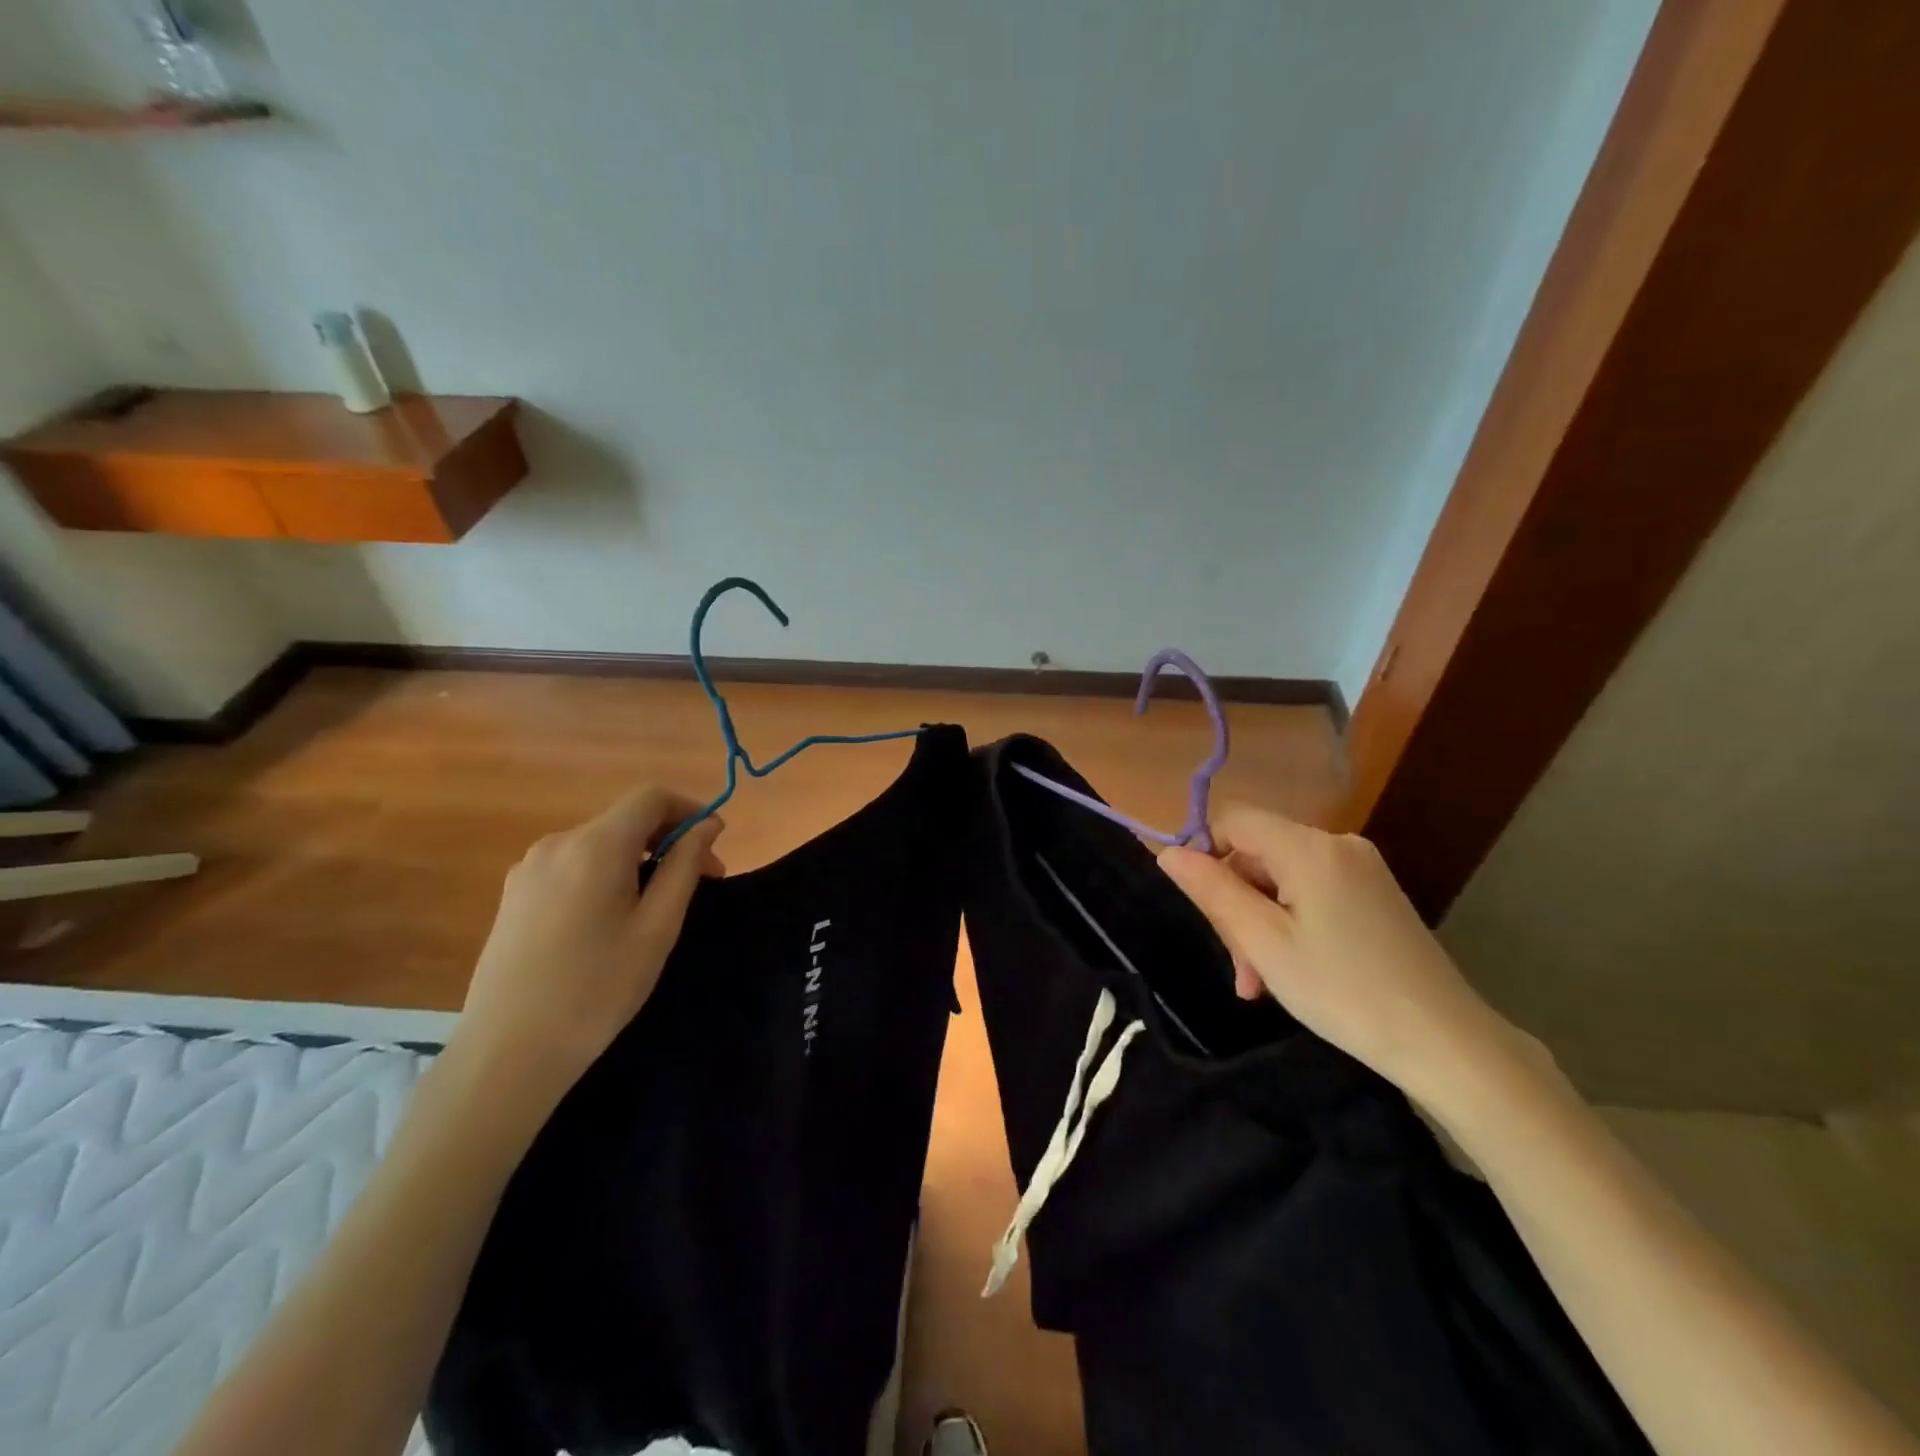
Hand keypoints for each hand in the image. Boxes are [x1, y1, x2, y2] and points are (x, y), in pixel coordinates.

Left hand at [448, 788, 725, 1119]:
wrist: (507, 1052)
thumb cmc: (596, 988)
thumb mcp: (657, 927)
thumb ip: (684, 866)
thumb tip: (707, 826)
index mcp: (595, 846)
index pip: (651, 797)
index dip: (690, 810)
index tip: (714, 844)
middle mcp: (557, 843)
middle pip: (625, 819)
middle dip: (669, 839)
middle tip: (701, 881)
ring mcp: (529, 868)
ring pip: (600, 843)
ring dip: (638, 858)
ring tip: (659, 904)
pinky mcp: (514, 895)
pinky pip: (573, 865)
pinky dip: (605, 873)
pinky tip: (612, 917)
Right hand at [1158, 802, 1534, 1111]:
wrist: (1447, 1043)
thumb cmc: (1344, 992)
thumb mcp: (1264, 943)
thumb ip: (1212, 890)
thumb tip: (1169, 852)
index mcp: (1309, 848)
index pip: (1232, 818)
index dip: (1204, 851)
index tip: (1203, 906)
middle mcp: (1338, 844)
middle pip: (1256, 851)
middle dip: (1236, 902)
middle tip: (1240, 967)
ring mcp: (1362, 868)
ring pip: (1281, 876)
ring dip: (1260, 921)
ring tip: (1260, 982)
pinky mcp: (1376, 893)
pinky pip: (1311, 891)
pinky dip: (1290, 922)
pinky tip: (1291, 968)